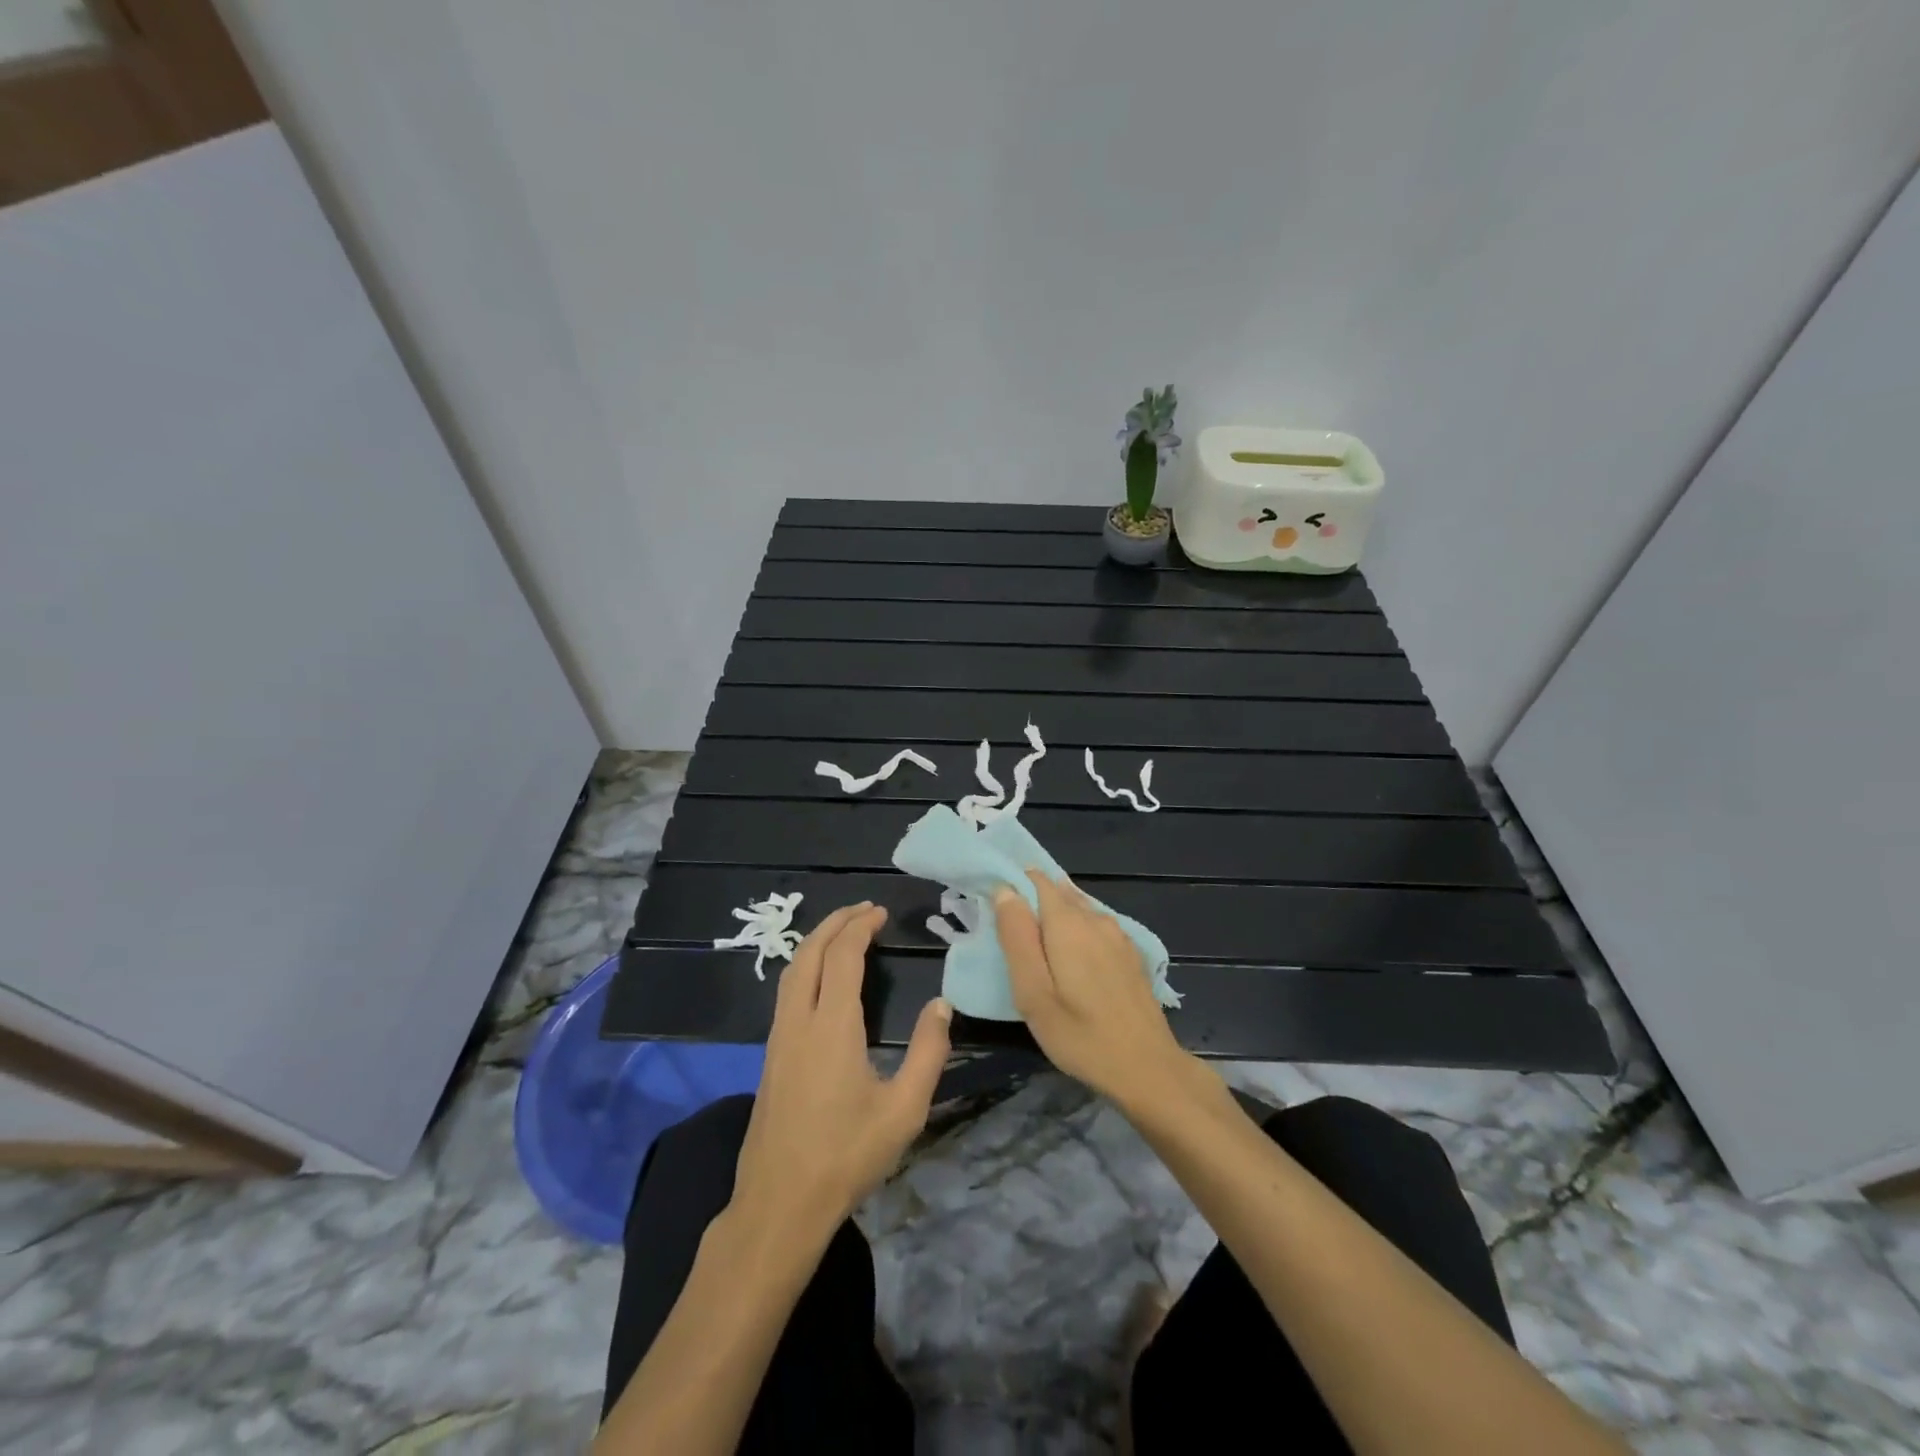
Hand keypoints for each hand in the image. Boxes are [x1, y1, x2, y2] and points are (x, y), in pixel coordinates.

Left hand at [729, 902, 951, 1241]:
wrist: (779, 1204)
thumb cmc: (847, 1156)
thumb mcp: (904, 1110)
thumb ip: (928, 1052)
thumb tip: (942, 1005)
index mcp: (832, 1026)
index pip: (843, 956)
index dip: (861, 927)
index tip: (881, 913)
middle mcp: (799, 1021)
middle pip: (810, 952)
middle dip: (835, 923)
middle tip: (864, 910)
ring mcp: (778, 1038)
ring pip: (792, 971)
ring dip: (817, 942)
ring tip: (843, 932)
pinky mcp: (770, 1056)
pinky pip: (786, 991)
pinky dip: (806, 966)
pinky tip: (822, 979)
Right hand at [994, 871, 1201, 1112]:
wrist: (1148, 1068)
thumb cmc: (1080, 1035)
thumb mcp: (1033, 992)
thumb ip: (1017, 937)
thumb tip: (1005, 891)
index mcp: (1068, 922)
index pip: (1036, 880)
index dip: (1014, 885)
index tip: (994, 908)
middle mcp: (1096, 918)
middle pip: (1059, 892)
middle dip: (1033, 902)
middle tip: (1012, 935)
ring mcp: (1118, 935)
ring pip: (1079, 909)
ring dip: (1056, 917)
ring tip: (1038, 948)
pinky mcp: (1131, 953)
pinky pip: (1096, 927)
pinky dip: (1079, 932)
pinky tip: (1073, 959)